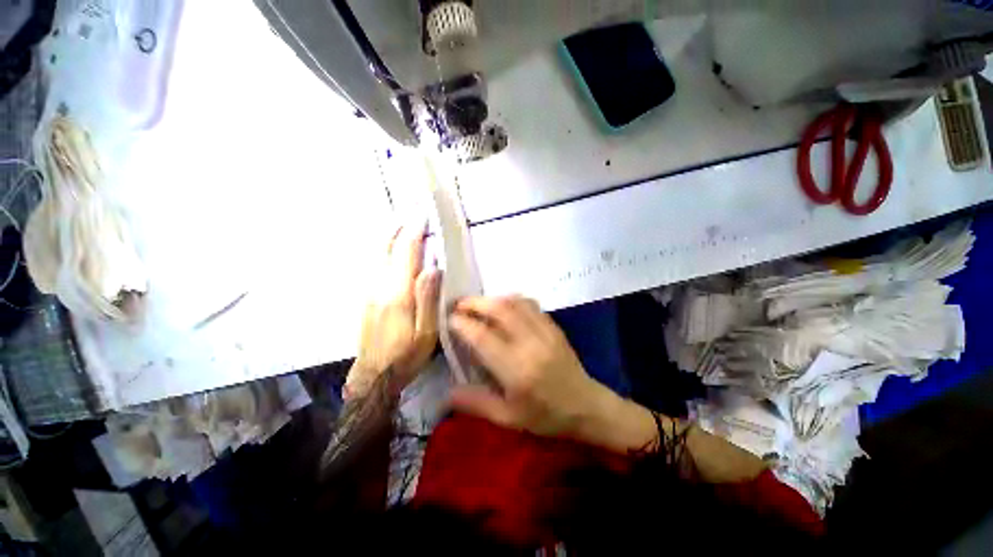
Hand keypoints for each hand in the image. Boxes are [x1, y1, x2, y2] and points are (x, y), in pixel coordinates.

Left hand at [346, 221, 441, 399]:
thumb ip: (429, 298)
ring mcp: (369, 291)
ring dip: (388, 236)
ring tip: (400, 224)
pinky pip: (373, 265)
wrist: (372, 376)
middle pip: (386, 249)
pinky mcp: (366, 298)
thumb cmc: (406, 355)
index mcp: (398, 294)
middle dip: (399, 229)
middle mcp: (380, 286)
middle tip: (410, 214)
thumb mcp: (426, 332)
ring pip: (376, 255)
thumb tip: (433, 267)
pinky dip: (382, 250)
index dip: (415, 233)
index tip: (422, 217)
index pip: (406, 254)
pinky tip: (388, 248)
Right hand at [448, 296, 606, 437]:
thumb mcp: (508, 419)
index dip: (463, 324)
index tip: (450, 319)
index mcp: (517, 370)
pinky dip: (512, 300)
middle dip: (475, 303)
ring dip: (493, 299)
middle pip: (499, 310)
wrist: (586, 407)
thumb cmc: (546, 417)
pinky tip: (504, 306)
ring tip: (479, 305)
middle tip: (459, 305)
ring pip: (515, 302)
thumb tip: (447, 392)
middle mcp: (530, 344)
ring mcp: (545, 331)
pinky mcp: (554, 326)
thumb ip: (476, 403)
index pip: (483, 337)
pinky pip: (530, 304)